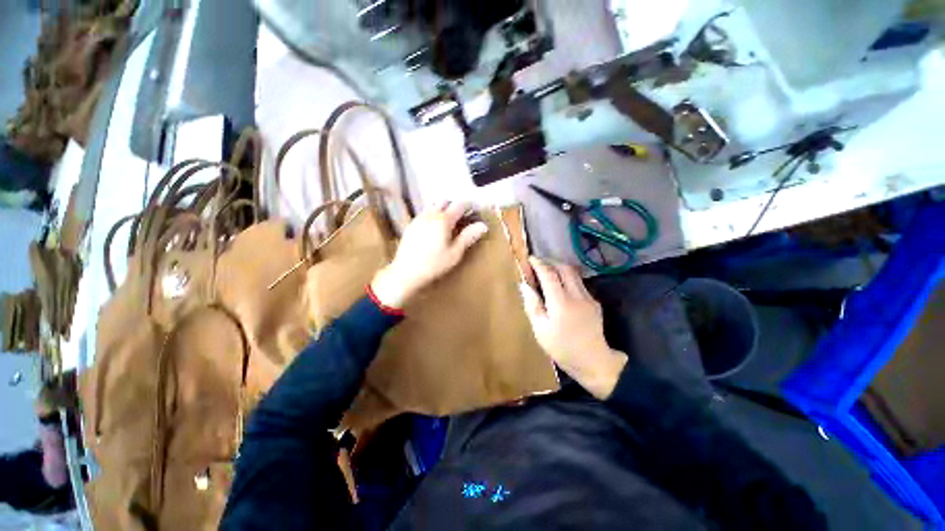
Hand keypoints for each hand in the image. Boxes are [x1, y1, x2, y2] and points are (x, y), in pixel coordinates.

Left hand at [371, 202, 487, 307]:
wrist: (406, 272)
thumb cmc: (434, 264)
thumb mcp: (455, 253)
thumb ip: (468, 236)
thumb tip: (483, 225)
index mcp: (443, 220)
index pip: (459, 205)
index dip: (469, 205)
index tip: (475, 209)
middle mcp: (430, 215)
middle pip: (444, 201)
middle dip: (454, 205)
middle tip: (461, 217)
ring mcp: (419, 218)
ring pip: (433, 205)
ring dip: (442, 208)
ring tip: (448, 222)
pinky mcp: (411, 225)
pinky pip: (424, 213)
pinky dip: (432, 214)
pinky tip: (434, 229)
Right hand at [520, 258, 627, 399]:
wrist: (593, 361)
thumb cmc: (561, 348)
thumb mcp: (540, 330)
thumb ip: (532, 304)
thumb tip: (524, 285)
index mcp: (561, 303)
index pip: (549, 274)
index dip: (539, 264)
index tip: (530, 259)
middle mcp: (577, 296)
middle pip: (564, 268)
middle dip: (551, 261)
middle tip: (539, 263)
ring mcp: (588, 298)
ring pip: (574, 273)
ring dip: (560, 268)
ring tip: (548, 271)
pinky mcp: (595, 302)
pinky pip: (579, 283)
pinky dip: (568, 278)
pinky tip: (561, 286)